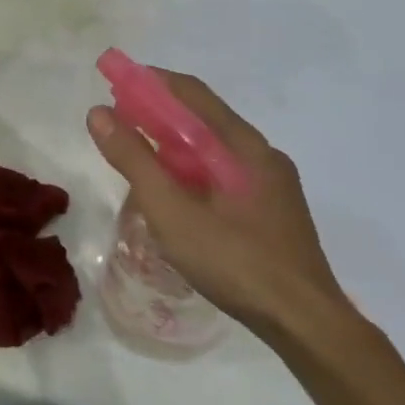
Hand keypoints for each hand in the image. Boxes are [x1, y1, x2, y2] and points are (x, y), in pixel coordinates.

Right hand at [87, 71, 354, 345]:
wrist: (305, 324)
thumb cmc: (236, 262)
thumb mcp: (172, 211)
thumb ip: (135, 160)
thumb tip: (99, 114)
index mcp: (245, 146)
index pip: (192, 94)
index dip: (150, 82)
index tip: (114, 81)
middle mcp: (262, 156)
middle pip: (204, 119)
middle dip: (158, 113)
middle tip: (118, 121)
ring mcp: (271, 186)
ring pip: (214, 150)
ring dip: (174, 144)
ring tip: (138, 155)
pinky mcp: (272, 212)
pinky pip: (224, 174)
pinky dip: (191, 170)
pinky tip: (174, 194)